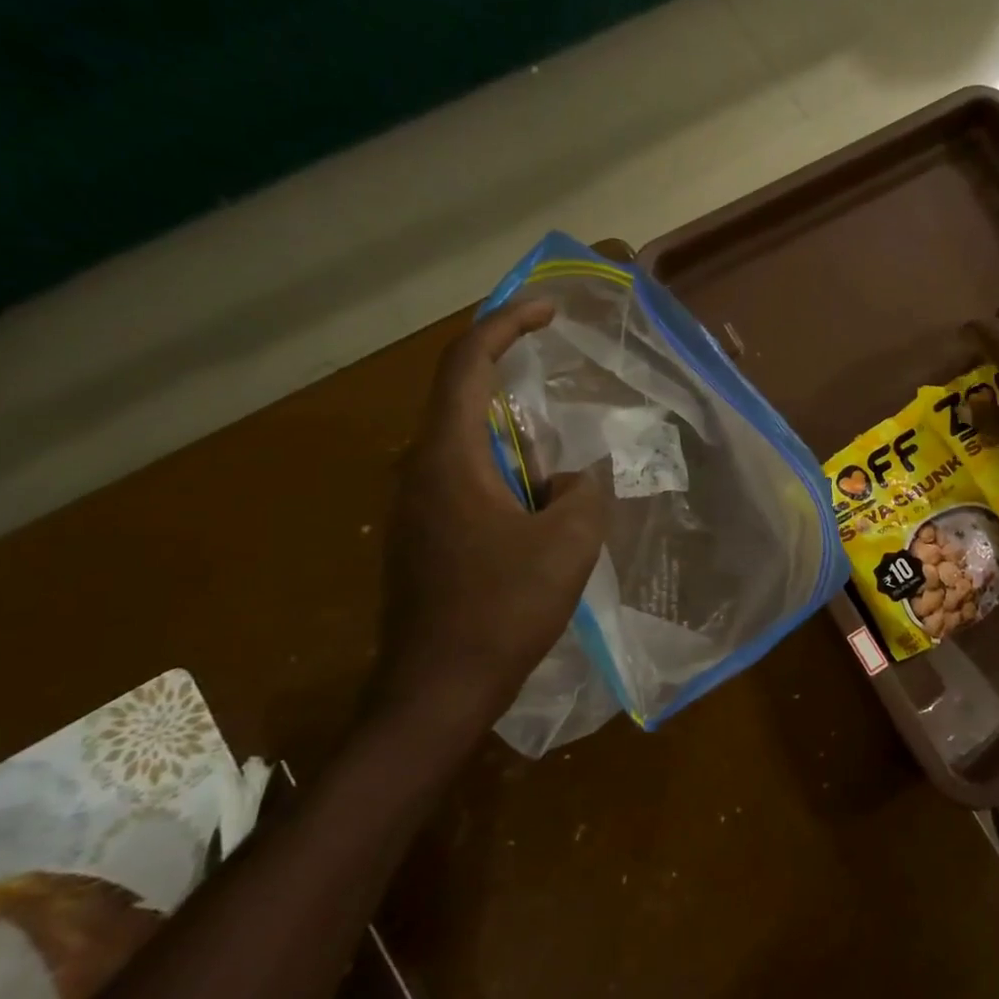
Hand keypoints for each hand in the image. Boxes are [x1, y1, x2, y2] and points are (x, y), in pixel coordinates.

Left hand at [379, 300, 605, 726]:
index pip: (467, 364)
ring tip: (559, 438)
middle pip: (459, 394)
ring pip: (464, 440)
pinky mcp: (423, 536)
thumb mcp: (568, 543)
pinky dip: (504, 465)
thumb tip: (569, 478)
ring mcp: (415, 506)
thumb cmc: (502, 609)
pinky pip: (465, 476)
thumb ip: (582, 491)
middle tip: (556, 360)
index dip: (506, 324)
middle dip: (507, 366)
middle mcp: (420, 470)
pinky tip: (538, 496)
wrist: (437, 690)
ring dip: (510, 425)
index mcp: (448, 457)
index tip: (548, 309)